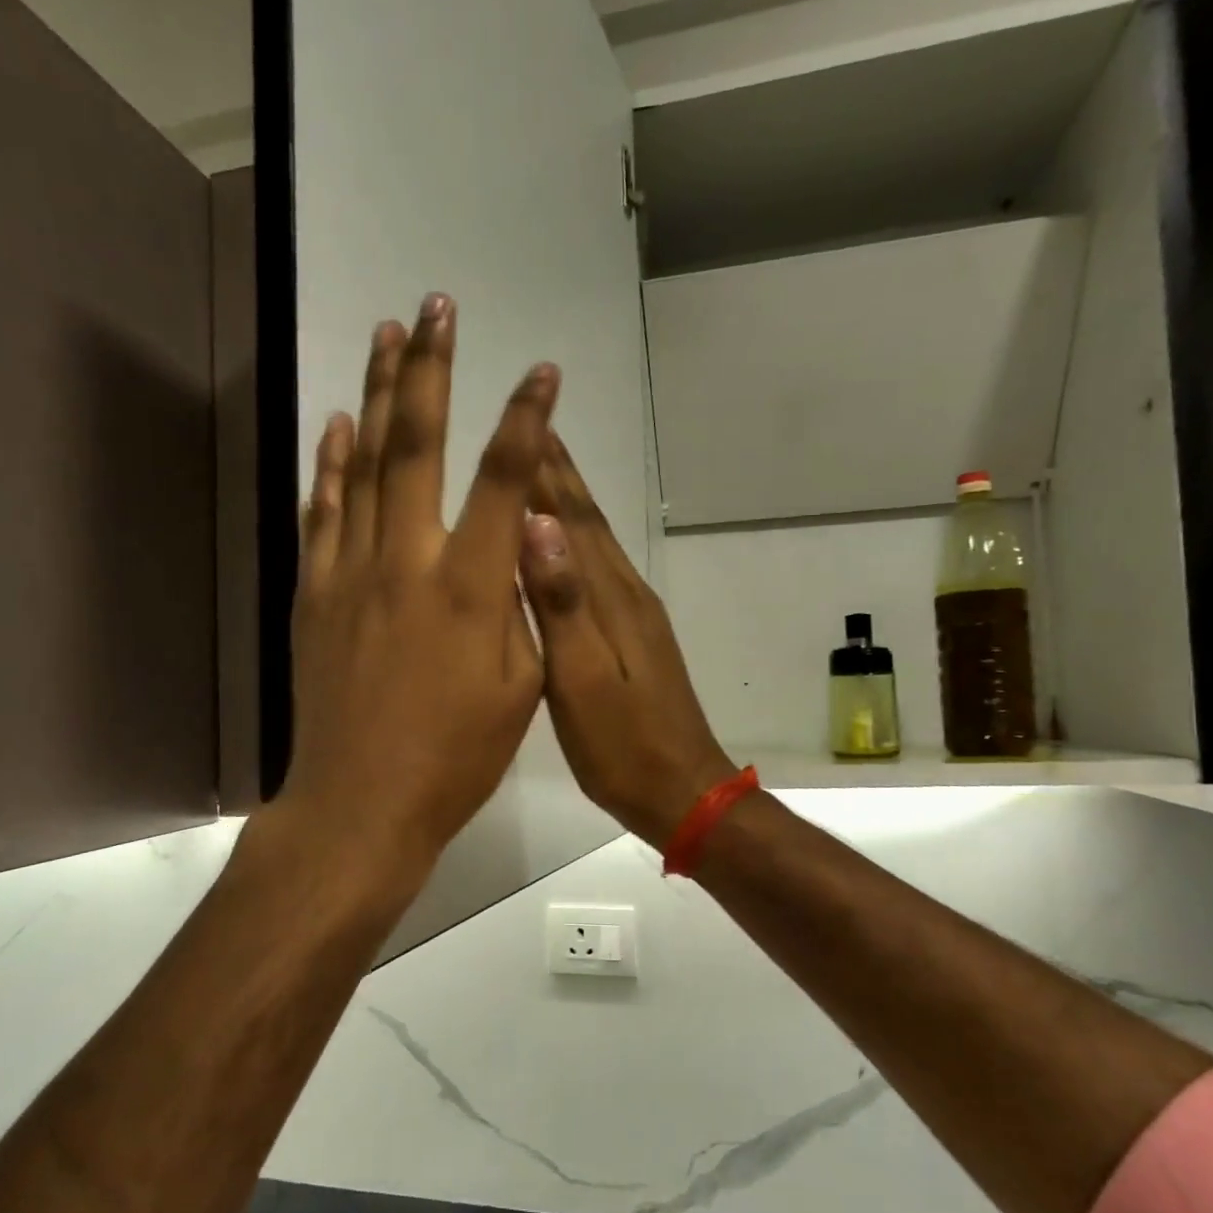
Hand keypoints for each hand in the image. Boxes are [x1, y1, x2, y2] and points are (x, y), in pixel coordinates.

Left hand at [280, 294, 557, 889]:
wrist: (360, 803)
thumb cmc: (455, 758)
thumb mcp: (520, 690)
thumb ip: (523, 610)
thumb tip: (522, 549)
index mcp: (472, 589)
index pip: (506, 481)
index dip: (526, 418)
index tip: (540, 370)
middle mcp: (408, 562)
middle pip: (418, 445)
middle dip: (431, 369)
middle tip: (435, 307)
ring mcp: (352, 573)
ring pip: (362, 465)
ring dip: (375, 393)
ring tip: (384, 336)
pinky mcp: (315, 595)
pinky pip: (322, 512)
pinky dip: (329, 463)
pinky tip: (337, 426)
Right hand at [520, 433, 736, 845]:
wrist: (684, 791)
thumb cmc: (623, 747)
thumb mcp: (584, 681)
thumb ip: (563, 606)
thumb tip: (540, 526)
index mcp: (612, 601)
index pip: (575, 521)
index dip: (550, 473)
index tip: (528, 422)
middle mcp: (627, 596)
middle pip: (589, 523)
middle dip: (560, 476)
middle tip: (533, 428)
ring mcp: (636, 618)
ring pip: (596, 546)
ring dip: (570, 505)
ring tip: (540, 473)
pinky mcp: (636, 640)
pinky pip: (600, 574)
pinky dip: (577, 547)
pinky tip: (563, 549)